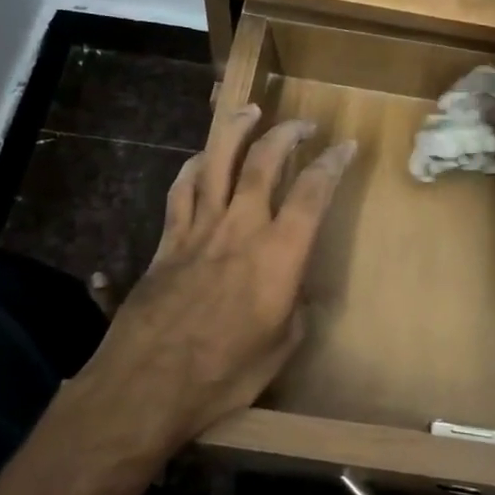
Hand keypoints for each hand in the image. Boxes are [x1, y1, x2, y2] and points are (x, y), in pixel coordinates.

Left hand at [75, 105, 355, 452]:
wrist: (148, 384)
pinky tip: (200, 159)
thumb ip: (295, 311)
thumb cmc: (224, 374)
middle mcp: (241, 226)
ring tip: (250, 111)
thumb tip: (296, 294)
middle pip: (264, 161)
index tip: (346, 146)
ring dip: (236, 130)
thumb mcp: (281, 348)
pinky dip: (193, 167)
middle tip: (302, 124)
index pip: (313, 192)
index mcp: (279, 253)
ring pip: (217, 162)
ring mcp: (200, 228)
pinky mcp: (168, 240)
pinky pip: (181, 190)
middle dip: (286, 133)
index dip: (333, 163)